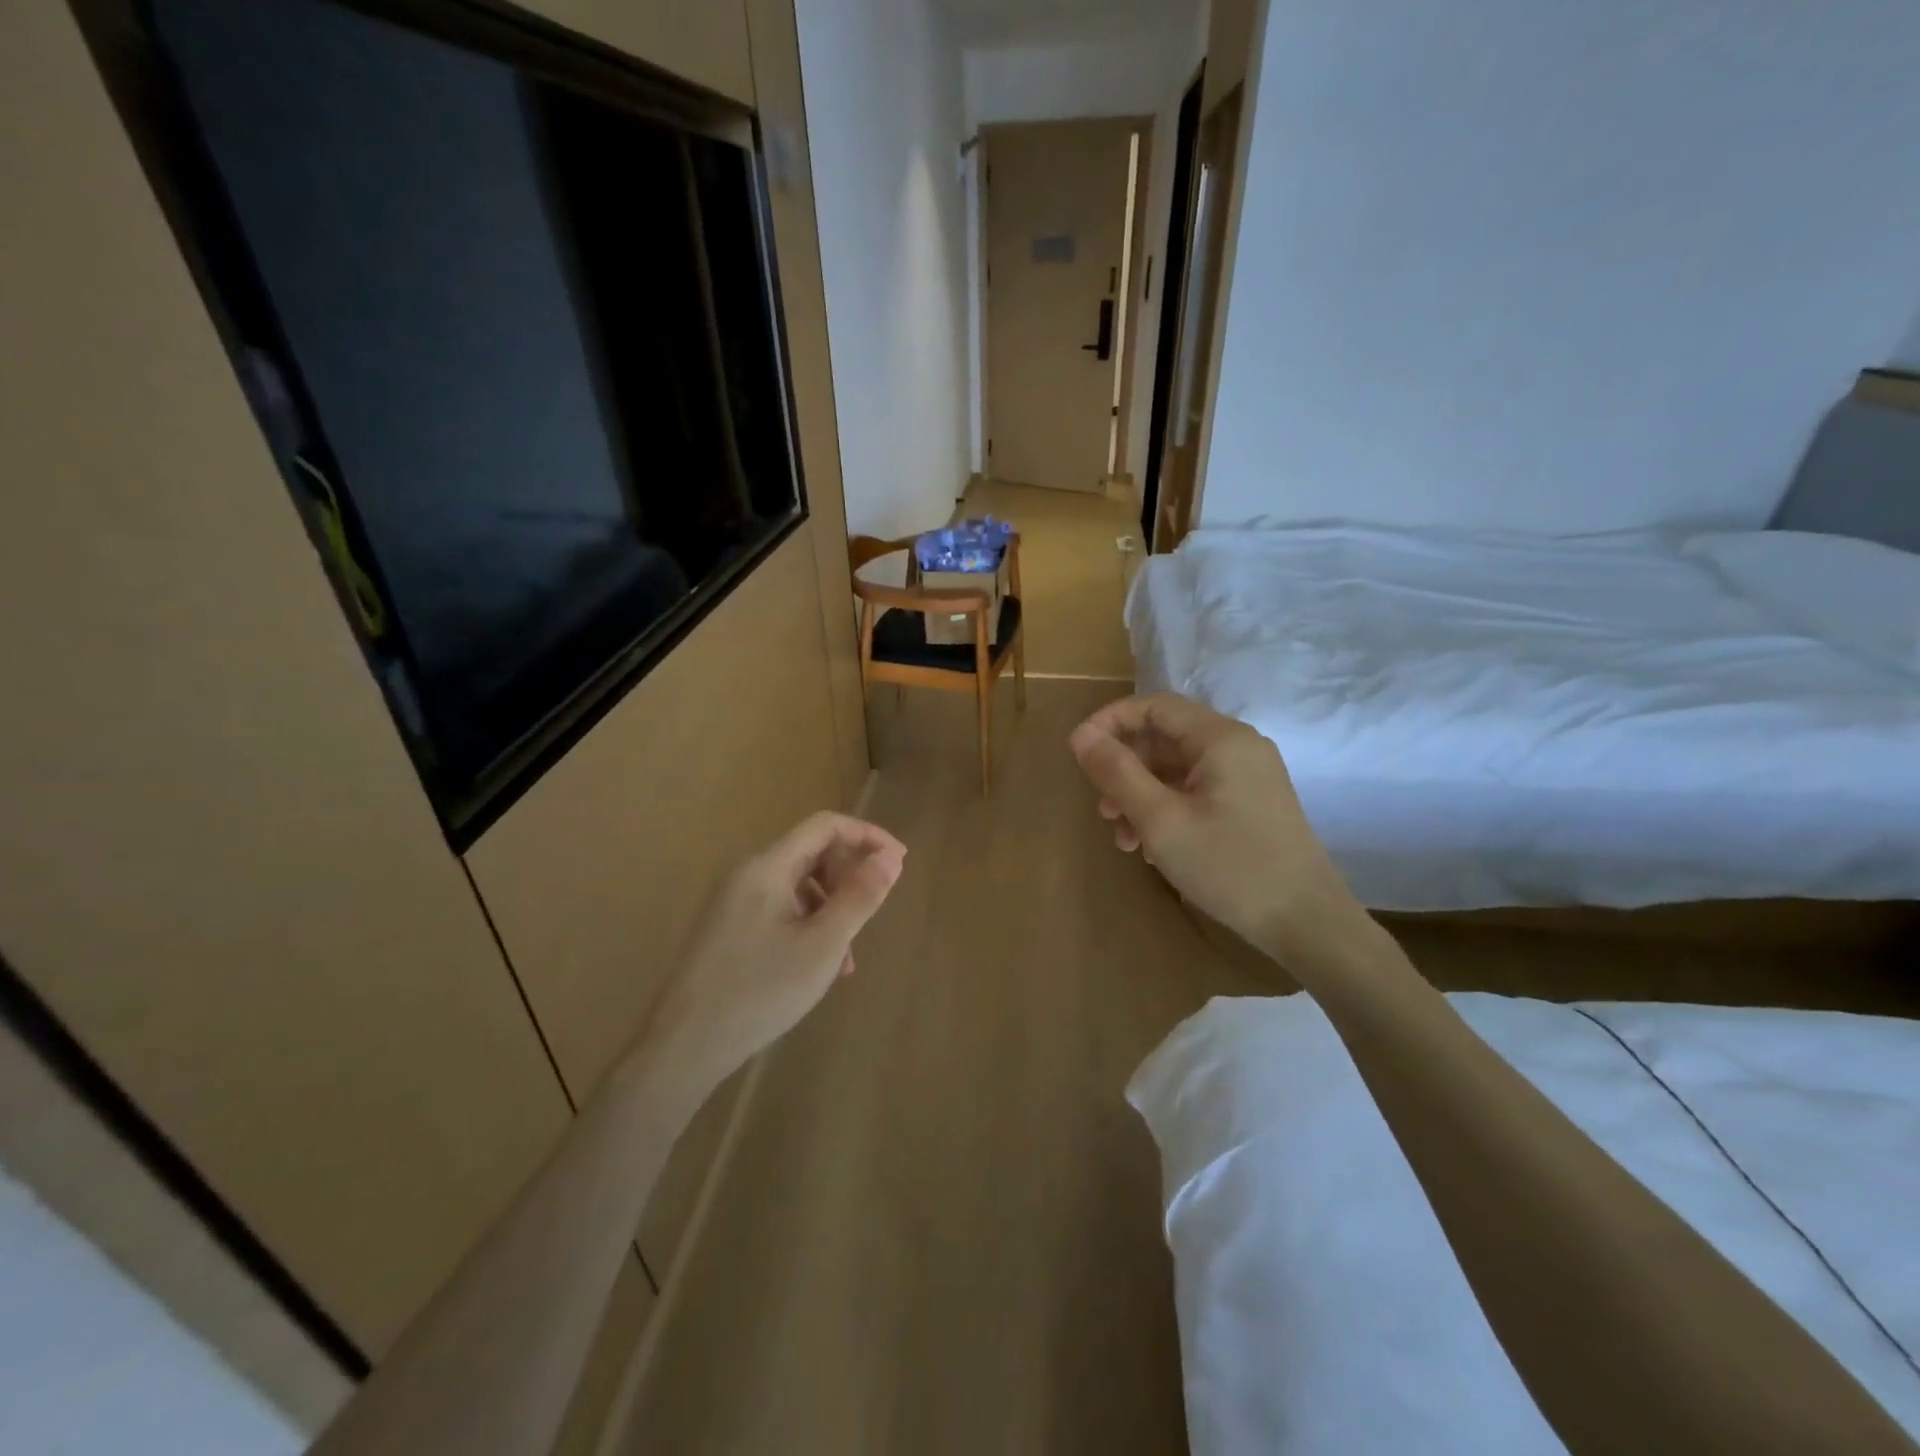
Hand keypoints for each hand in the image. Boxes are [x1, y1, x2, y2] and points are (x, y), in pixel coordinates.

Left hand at [638, 812, 905, 1091]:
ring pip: (799, 885)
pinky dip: (809, 925)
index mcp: (767, 867)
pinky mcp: (730, 929)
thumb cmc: (760, 991)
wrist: (684, 1047)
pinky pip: (781, 910)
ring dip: (833, 907)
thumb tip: (891, 857)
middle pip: (812, 852)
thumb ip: (860, 896)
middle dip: (849, 876)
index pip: (825, 826)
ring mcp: (735, 902)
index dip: (867, 836)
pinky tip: (821, 966)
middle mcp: (748, 874)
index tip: (899, 863)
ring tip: (848, 955)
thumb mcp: (823, 945)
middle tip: (872, 912)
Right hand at [1069, 693, 1363, 962]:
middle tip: (1100, 808)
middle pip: (1164, 737)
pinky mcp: (1250, 803)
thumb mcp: (1161, 821)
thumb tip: (1081, 737)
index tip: (1077, 753)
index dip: (1109, 722)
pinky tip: (1151, 847)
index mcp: (1220, 738)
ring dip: (1140, 794)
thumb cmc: (1229, 867)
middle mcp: (1237, 746)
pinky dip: (1166, 808)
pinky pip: (1196, 790)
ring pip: (1177, 768)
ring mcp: (1248, 775)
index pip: (1154, 706)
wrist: (1306, 922)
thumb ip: (1117, 773)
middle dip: (1124, 768)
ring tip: (1121, 837)